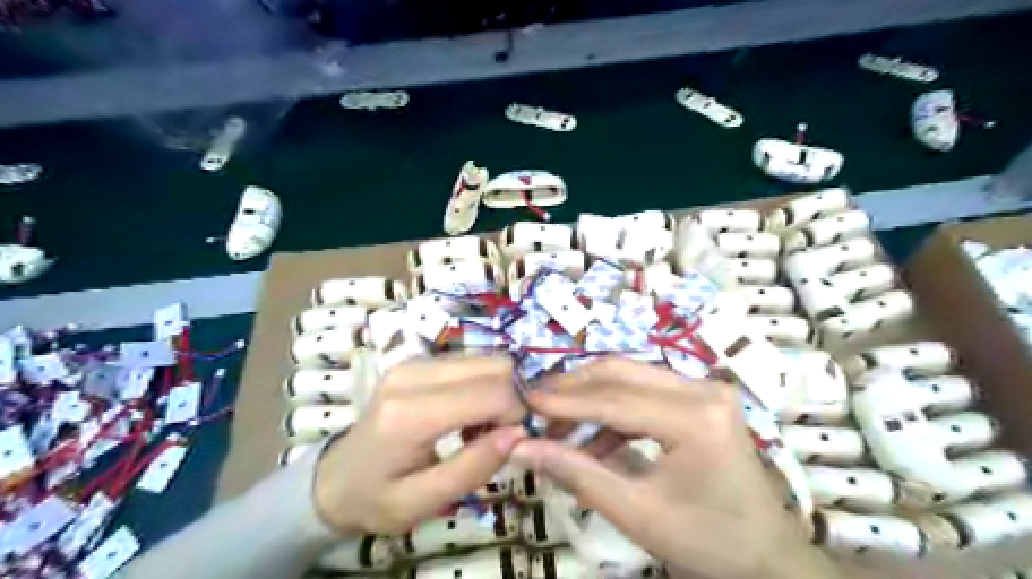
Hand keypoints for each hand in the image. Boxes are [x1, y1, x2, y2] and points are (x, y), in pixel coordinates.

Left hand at [312, 354, 524, 534]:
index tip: (515, 441)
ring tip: (483, 427)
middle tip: (502, 433)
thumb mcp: (421, 503)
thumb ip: (472, 468)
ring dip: (500, 390)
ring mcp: (415, 361)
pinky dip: (485, 384)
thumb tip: (518, 433)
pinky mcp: (419, 360)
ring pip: (487, 359)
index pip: (490, 393)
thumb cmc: (375, 498)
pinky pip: (472, 362)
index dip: (517, 414)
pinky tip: (471, 413)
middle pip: (495, 365)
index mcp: (410, 414)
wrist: (333, 479)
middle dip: (513, 397)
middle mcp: (413, 374)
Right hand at [511, 360, 840, 576]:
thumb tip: (521, 448)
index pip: (613, 399)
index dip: (563, 401)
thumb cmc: (708, 541)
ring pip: (630, 377)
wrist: (769, 557)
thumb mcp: (636, 513)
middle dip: (573, 388)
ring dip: (591, 398)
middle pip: (620, 372)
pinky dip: (614, 411)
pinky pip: (645, 392)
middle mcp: (702, 388)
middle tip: (536, 407)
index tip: (523, 401)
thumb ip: (576, 474)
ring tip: (558, 428)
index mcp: (695, 418)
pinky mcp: (702, 398)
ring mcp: (705, 389)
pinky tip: (594, 440)